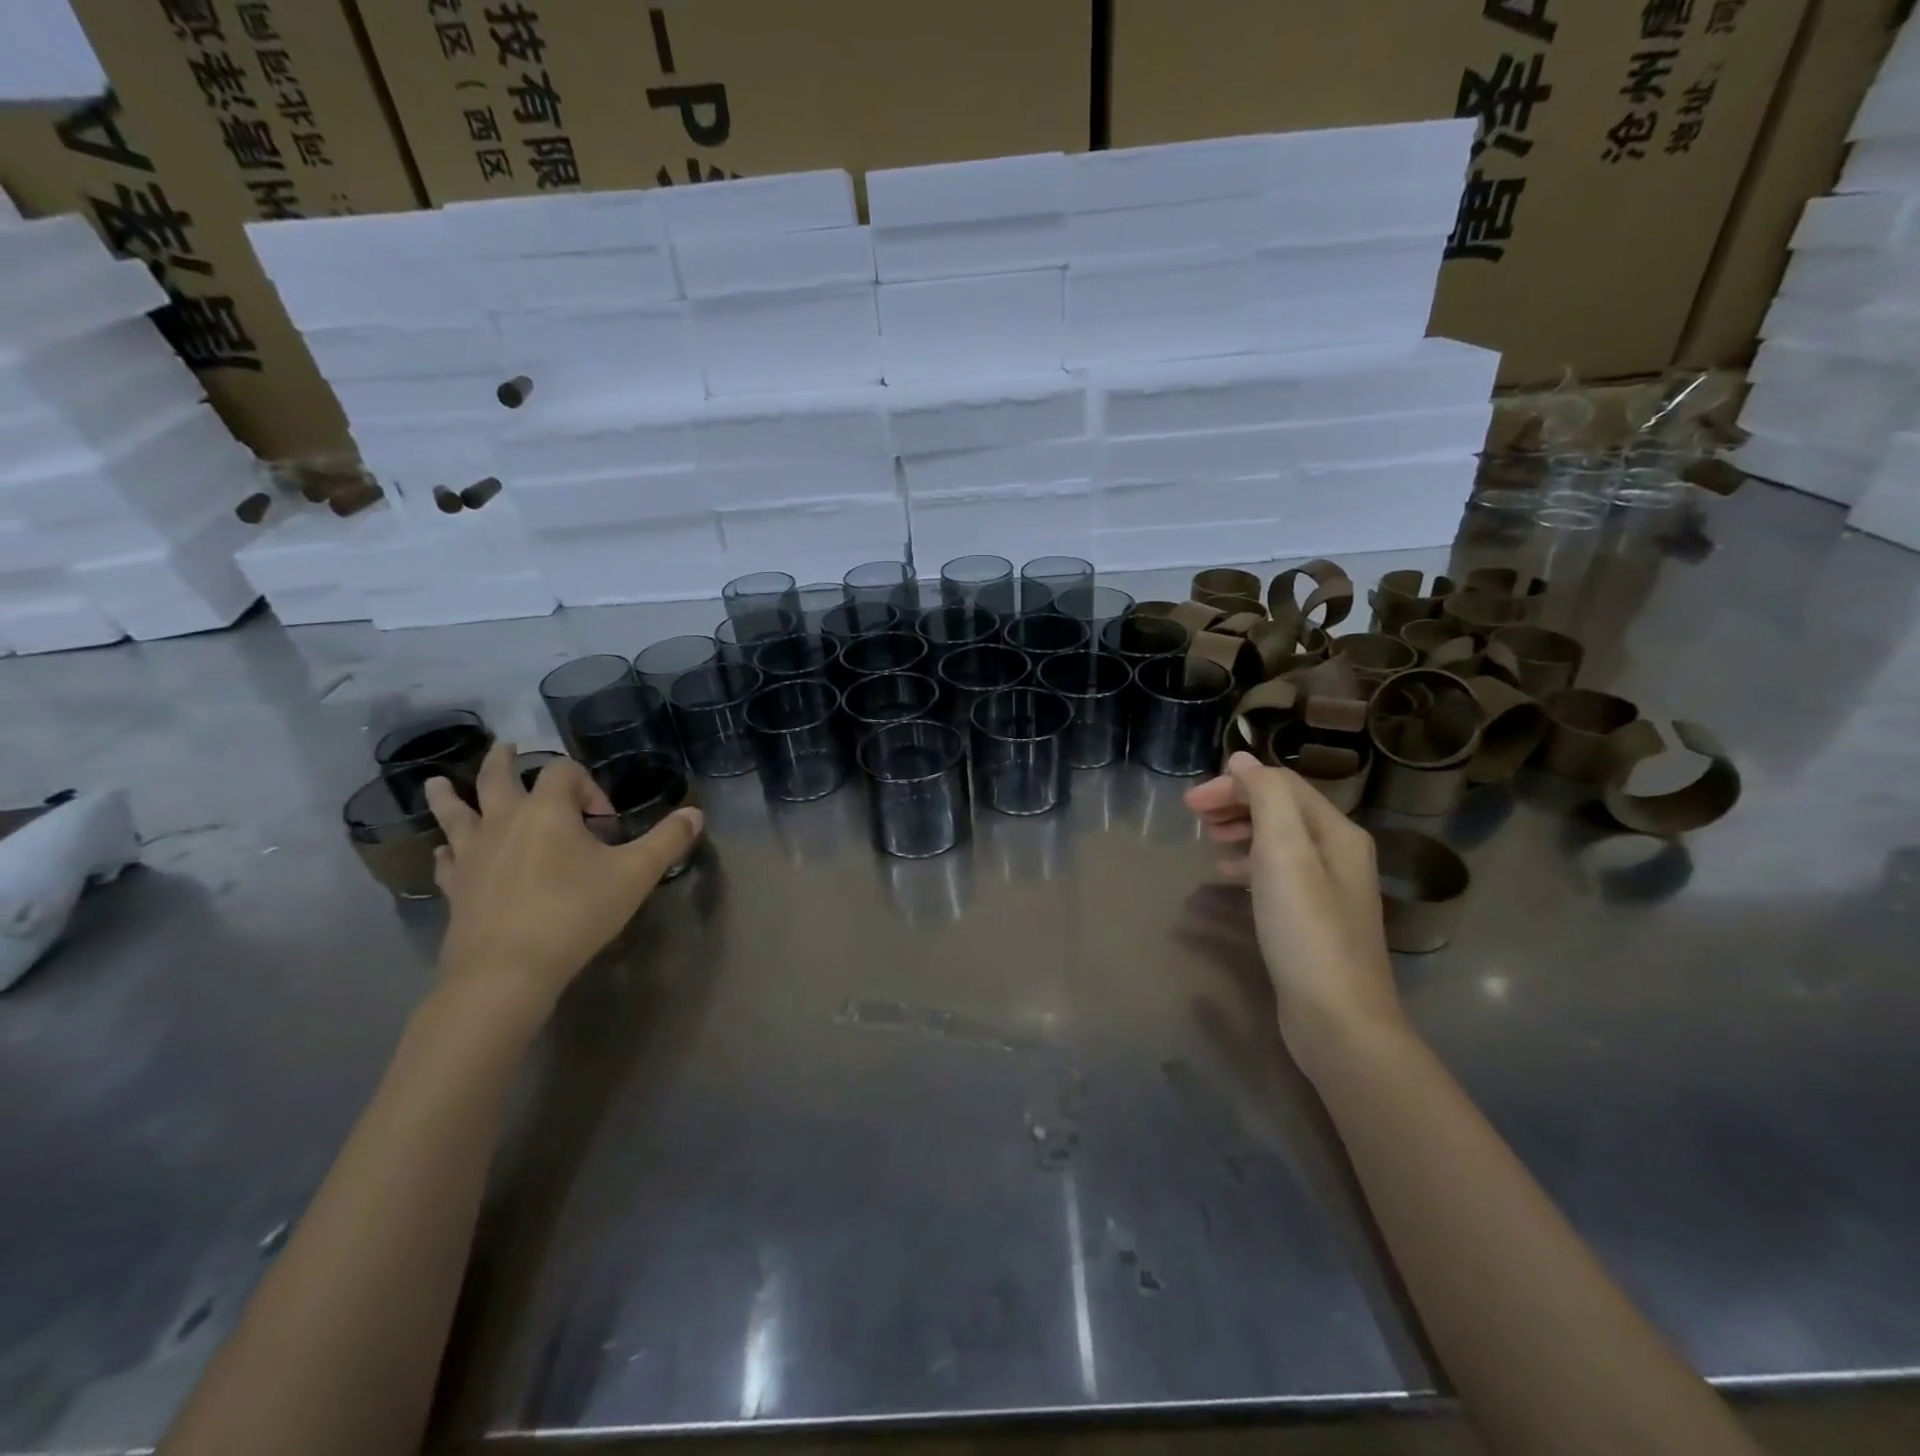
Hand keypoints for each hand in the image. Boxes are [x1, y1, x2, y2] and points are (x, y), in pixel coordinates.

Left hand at [424, 742, 703, 1021]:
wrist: (507, 971)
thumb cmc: (575, 913)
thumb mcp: (636, 874)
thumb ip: (667, 839)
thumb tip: (695, 812)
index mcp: (547, 810)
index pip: (564, 771)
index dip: (589, 785)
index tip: (605, 822)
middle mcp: (504, 821)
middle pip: (497, 777)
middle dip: (504, 760)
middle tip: (508, 747)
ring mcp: (473, 854)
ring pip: (455, 814)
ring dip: (449, 795)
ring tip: (438, 782)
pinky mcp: (456, 887)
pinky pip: (446, 860)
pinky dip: (447, 850)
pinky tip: (445, 852)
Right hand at [1185, 753, 1404, 1068]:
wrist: (1338, 1019)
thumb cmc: (1306, 930)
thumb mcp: (1284, 853)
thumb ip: (1266, 798)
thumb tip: (1243, 760)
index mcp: (1336, 833)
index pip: (1281, 786)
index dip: (1234, 785)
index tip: (1190, 804)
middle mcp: (1338, 854)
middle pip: (1281, 810)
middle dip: (1236, 804)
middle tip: (1194, 817)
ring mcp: (1328, 889)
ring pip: (1277, 841)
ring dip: (1240, 831)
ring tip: (1208, 841)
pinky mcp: (1312, 919)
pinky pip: (1276, 873)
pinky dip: (1248, 864)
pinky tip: (1227, 877)